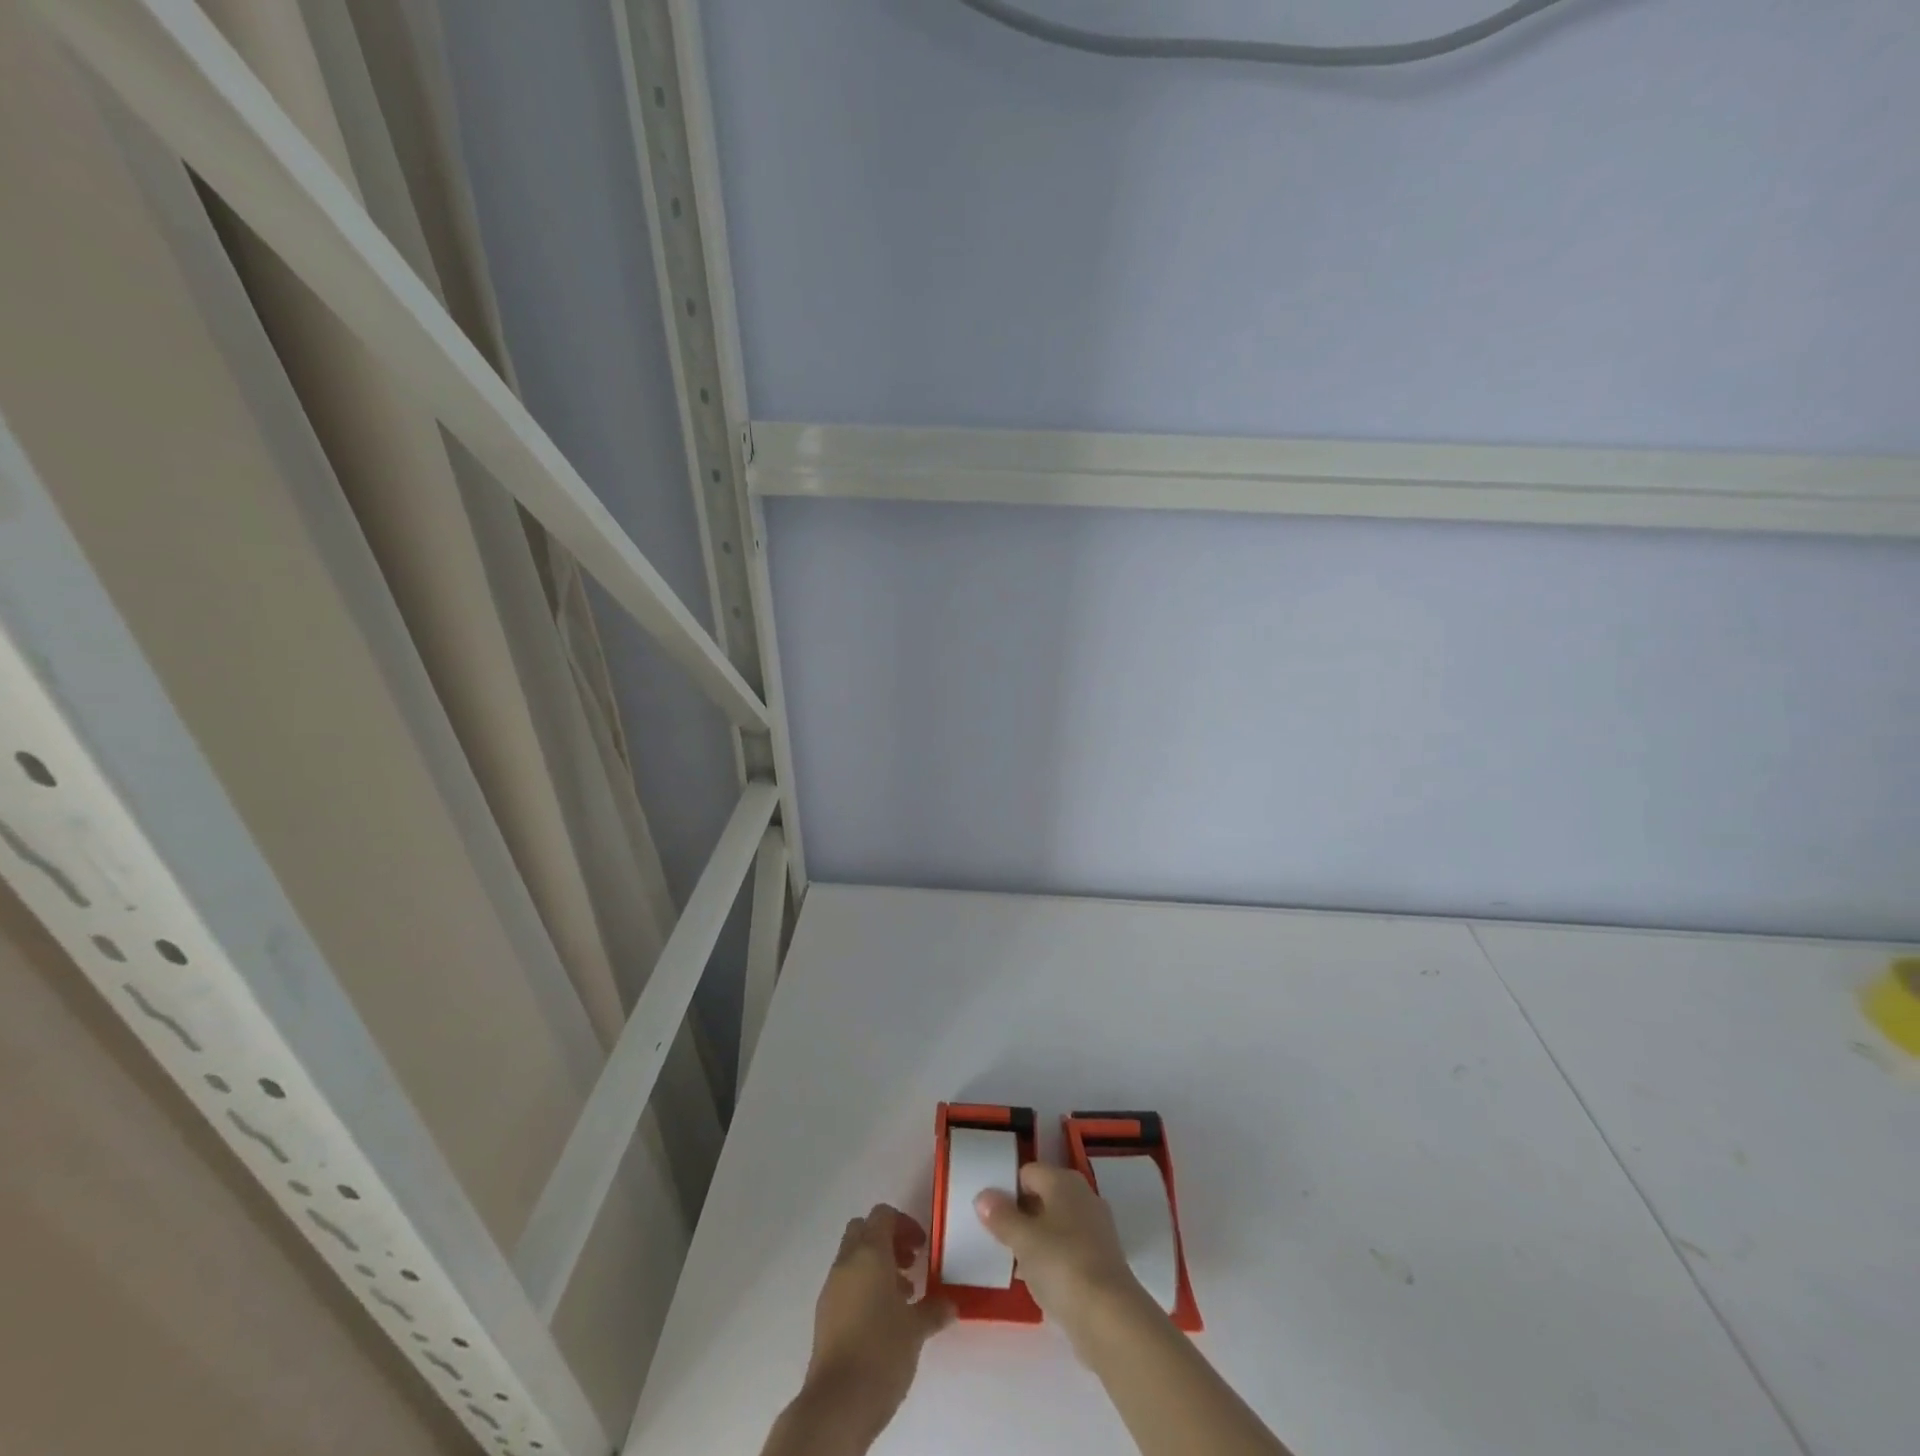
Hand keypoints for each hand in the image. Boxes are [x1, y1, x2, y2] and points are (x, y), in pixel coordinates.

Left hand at [800, 1204, 954, 1442]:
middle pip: (864, 1230)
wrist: (837, 1403)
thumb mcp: (916, 1329)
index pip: (883, 1215)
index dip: (904, 1224)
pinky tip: (883, 1319)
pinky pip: (846, 1283)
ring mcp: (831, 1287)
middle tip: (910, 1264)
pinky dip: (864, 1287)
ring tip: (903, 1297)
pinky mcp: (824, 1314)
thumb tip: (950, 1304)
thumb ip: (934, 1309)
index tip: (921, 1247)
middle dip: (888, 1240)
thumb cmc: (881, 1351)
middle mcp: (846, 1262)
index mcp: (869, 1252)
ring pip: (853, 1257)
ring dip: (877, 1266)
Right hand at [974, 1164, 1148, 1354]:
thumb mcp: (1022, 1239)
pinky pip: (1068, 1250)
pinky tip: (1037, 1281)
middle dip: (1020, 1215)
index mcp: (1064, 1181)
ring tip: (1012, 1260)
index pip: (1027, 1172)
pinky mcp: (1102, 1261)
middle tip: (996, 1236)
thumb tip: (983, 1196)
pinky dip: (1053, 1260)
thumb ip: (1000, 1216)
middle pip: (1043, 1197)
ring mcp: (1096, 1229)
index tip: (987, 1212)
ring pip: (1056, 1225)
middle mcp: (1083, 1197)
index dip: (1006, 1188)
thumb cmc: (1061, 1264)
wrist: (1109, 1318)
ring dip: (1035, 1240)